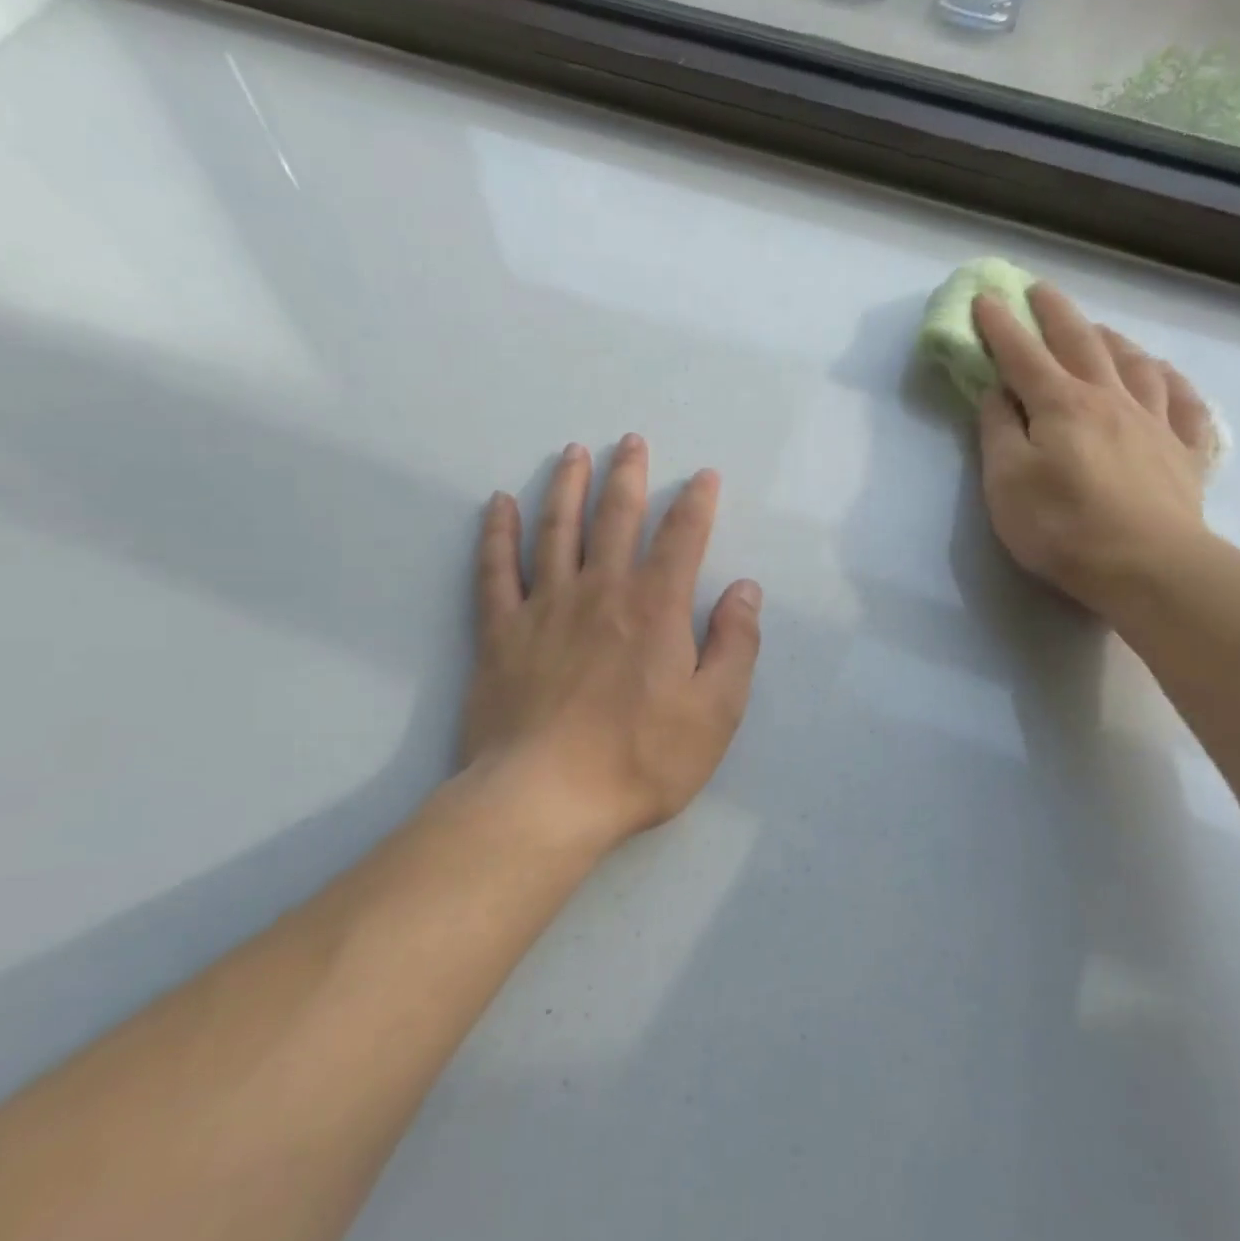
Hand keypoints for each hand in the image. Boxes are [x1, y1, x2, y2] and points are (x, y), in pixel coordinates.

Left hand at [461, 435, 761, 855]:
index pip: (681, 538)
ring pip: (556, 530)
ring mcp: (544, 607)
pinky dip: (496, 533)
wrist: (546, 798)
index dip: (695, 503)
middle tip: (631, 442)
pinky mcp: (499, 632)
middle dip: (628, 477)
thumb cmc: (641, 759)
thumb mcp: (715, 711)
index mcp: (655, 608)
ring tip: (574, 453)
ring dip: (567, 487)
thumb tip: (744, 589)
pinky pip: (494, 570)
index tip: (703, 475)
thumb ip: (735, 645)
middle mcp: (599, 591)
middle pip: (615, 518)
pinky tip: (499, 503)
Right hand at [973, 283, 1217, 616]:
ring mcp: (1155, 422)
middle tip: (1040, 290)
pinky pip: (1184, 403)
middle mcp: (1110, 399)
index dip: (1001, 326)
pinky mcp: (1185, 453)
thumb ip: (998, 432)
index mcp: (1061, 404)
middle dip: (1056, 313)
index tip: (985, 297)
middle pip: (1081, 343)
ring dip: (1112, 339)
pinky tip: (1164, 376)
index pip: (1023, 355)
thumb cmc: (1062, 526)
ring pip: (1135, 364)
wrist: (1147, 566)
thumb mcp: (1006, 482)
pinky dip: (1172, 382)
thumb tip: (997, 392)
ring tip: (1099, 330)